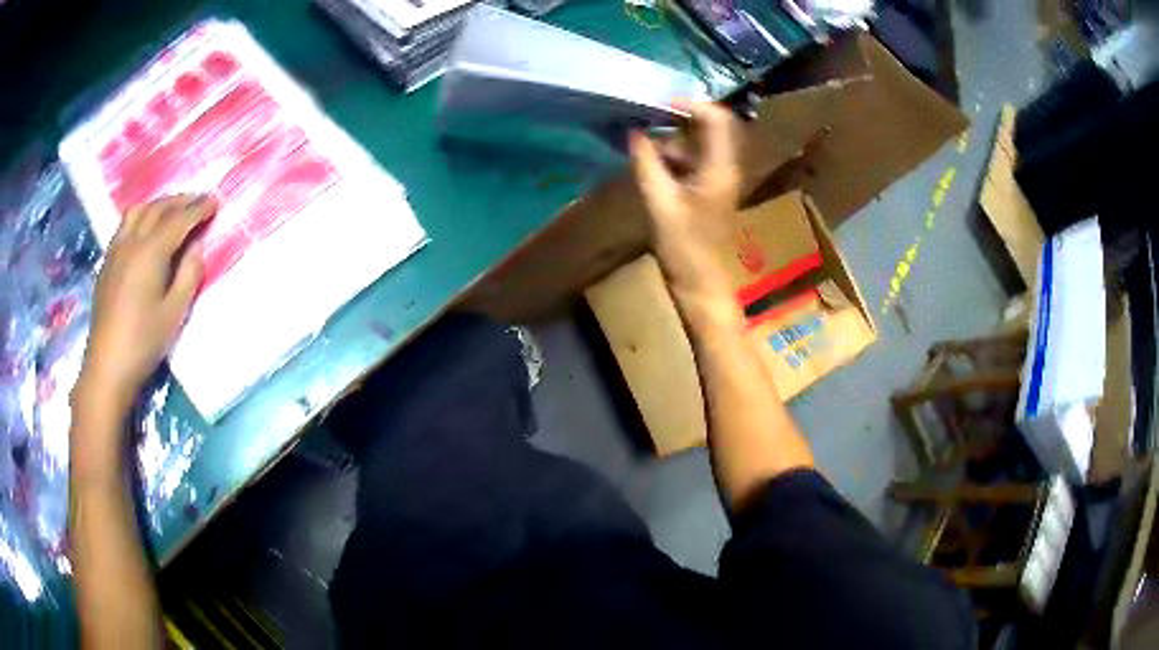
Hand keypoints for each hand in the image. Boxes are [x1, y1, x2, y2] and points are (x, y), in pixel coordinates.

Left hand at [73, 196, 215, 423]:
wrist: (107, 366)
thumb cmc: (143, 342)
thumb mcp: (174, 313)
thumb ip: (188, 275)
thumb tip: (195, 247)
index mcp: (151, 252)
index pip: (179, 220)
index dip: (199, 209)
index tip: (215, 202)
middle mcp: (132, 241)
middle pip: (158, 208)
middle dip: (181, 200)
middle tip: (198, 200)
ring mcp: (116, 249)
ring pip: (139, 211)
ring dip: (159, 204)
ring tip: (172, 209)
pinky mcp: (107, 262)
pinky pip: (125, 224)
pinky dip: (141, 216)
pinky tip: (145, 227)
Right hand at [630, 101, 740, 300]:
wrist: (700, 281)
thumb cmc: (683, 246)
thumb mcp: (659, 202)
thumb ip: (646, 163)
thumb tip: (634, 132)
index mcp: (720, 168)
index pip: (716, 119)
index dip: (690, 105)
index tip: (659, 105)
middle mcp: (726, 167)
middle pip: (712, 127)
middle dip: (681, 118)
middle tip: (649, 118)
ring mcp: (720, 178)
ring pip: (702, 142)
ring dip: (675, 137)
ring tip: (645, 140)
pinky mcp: (711, 188)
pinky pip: (696, 158)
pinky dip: (675, 154)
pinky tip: (653, 161)